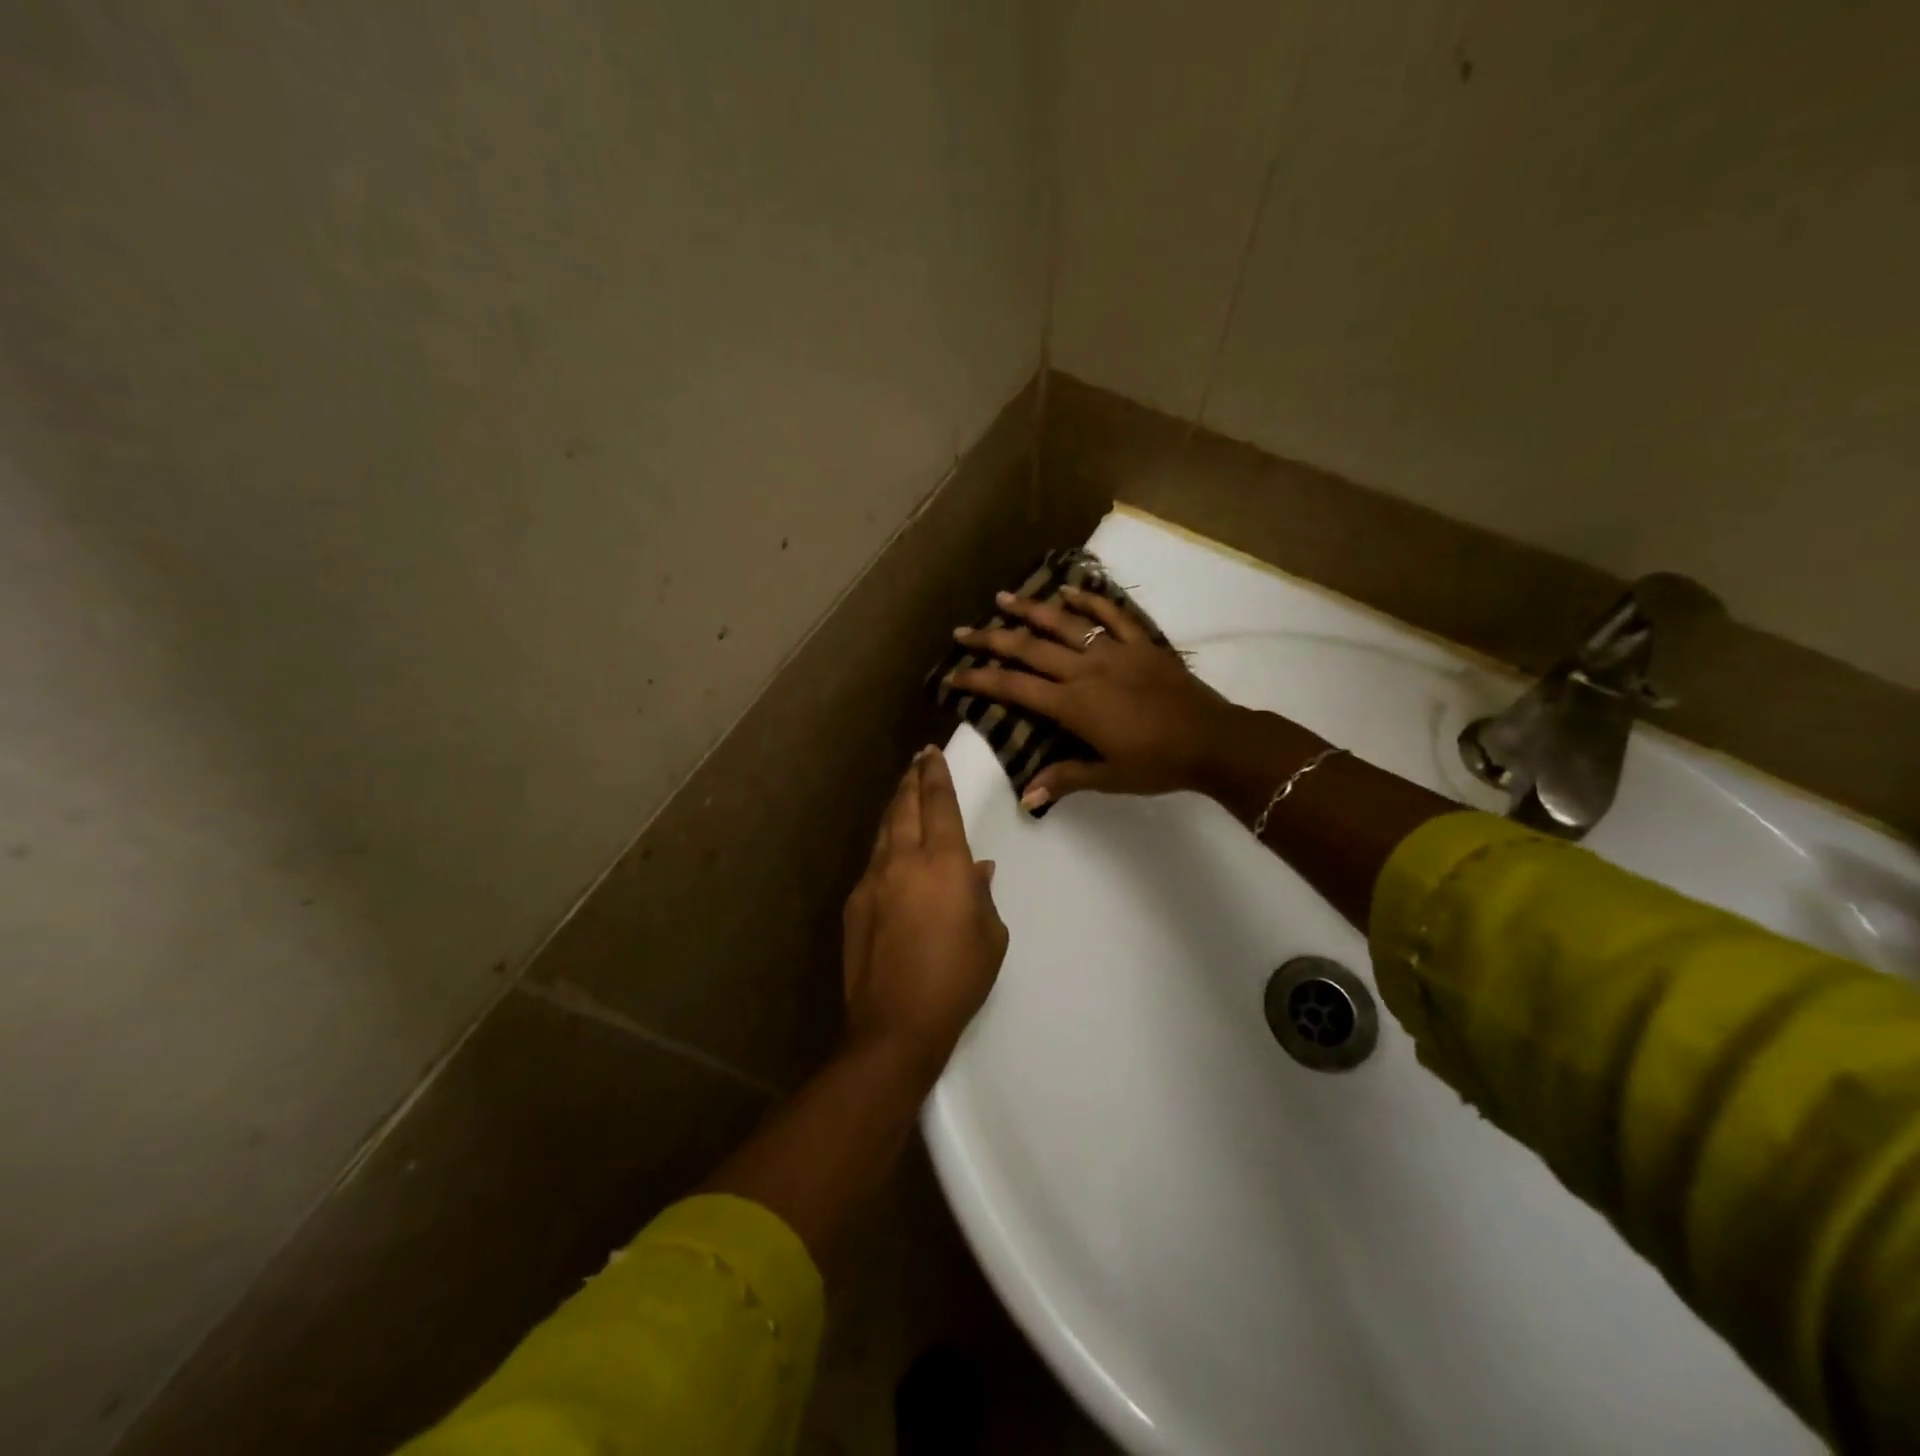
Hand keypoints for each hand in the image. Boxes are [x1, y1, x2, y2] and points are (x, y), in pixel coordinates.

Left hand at [841, 746, 1007, 1080]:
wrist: (896, 1024)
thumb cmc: (957, 979)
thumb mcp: (990, 936)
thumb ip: (982, 895)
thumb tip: (976, 870)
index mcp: (944, 864)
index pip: (938, 804)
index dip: (936, 775)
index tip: (932, 753)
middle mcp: (904, 861)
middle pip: (905, 806)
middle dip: (911, 780)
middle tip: (917, 761)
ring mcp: (874, 880)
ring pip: (884, 830)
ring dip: (895, 806)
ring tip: (902, 793)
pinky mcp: (855, 903)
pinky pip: (873, 861)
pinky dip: (885, 845)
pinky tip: (891, 850)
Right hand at [946, 587, 1243, 810]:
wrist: (1213, 741)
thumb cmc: (1157, 764)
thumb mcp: (1108, 778)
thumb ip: (1065, 779)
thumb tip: (1026, 798)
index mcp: (1073, 705)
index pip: (1014, 687)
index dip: (979, 679)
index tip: (952, 673)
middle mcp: (1085, 670)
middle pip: (1029, 649)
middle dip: (991, 639)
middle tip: (962, 631)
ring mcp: (1114, 651)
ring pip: (1064, 623)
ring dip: (1031, 609)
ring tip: (1002, 597)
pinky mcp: (1141, 643)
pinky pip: (1111, 615)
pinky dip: (1089, 600)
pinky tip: (1070, 590)